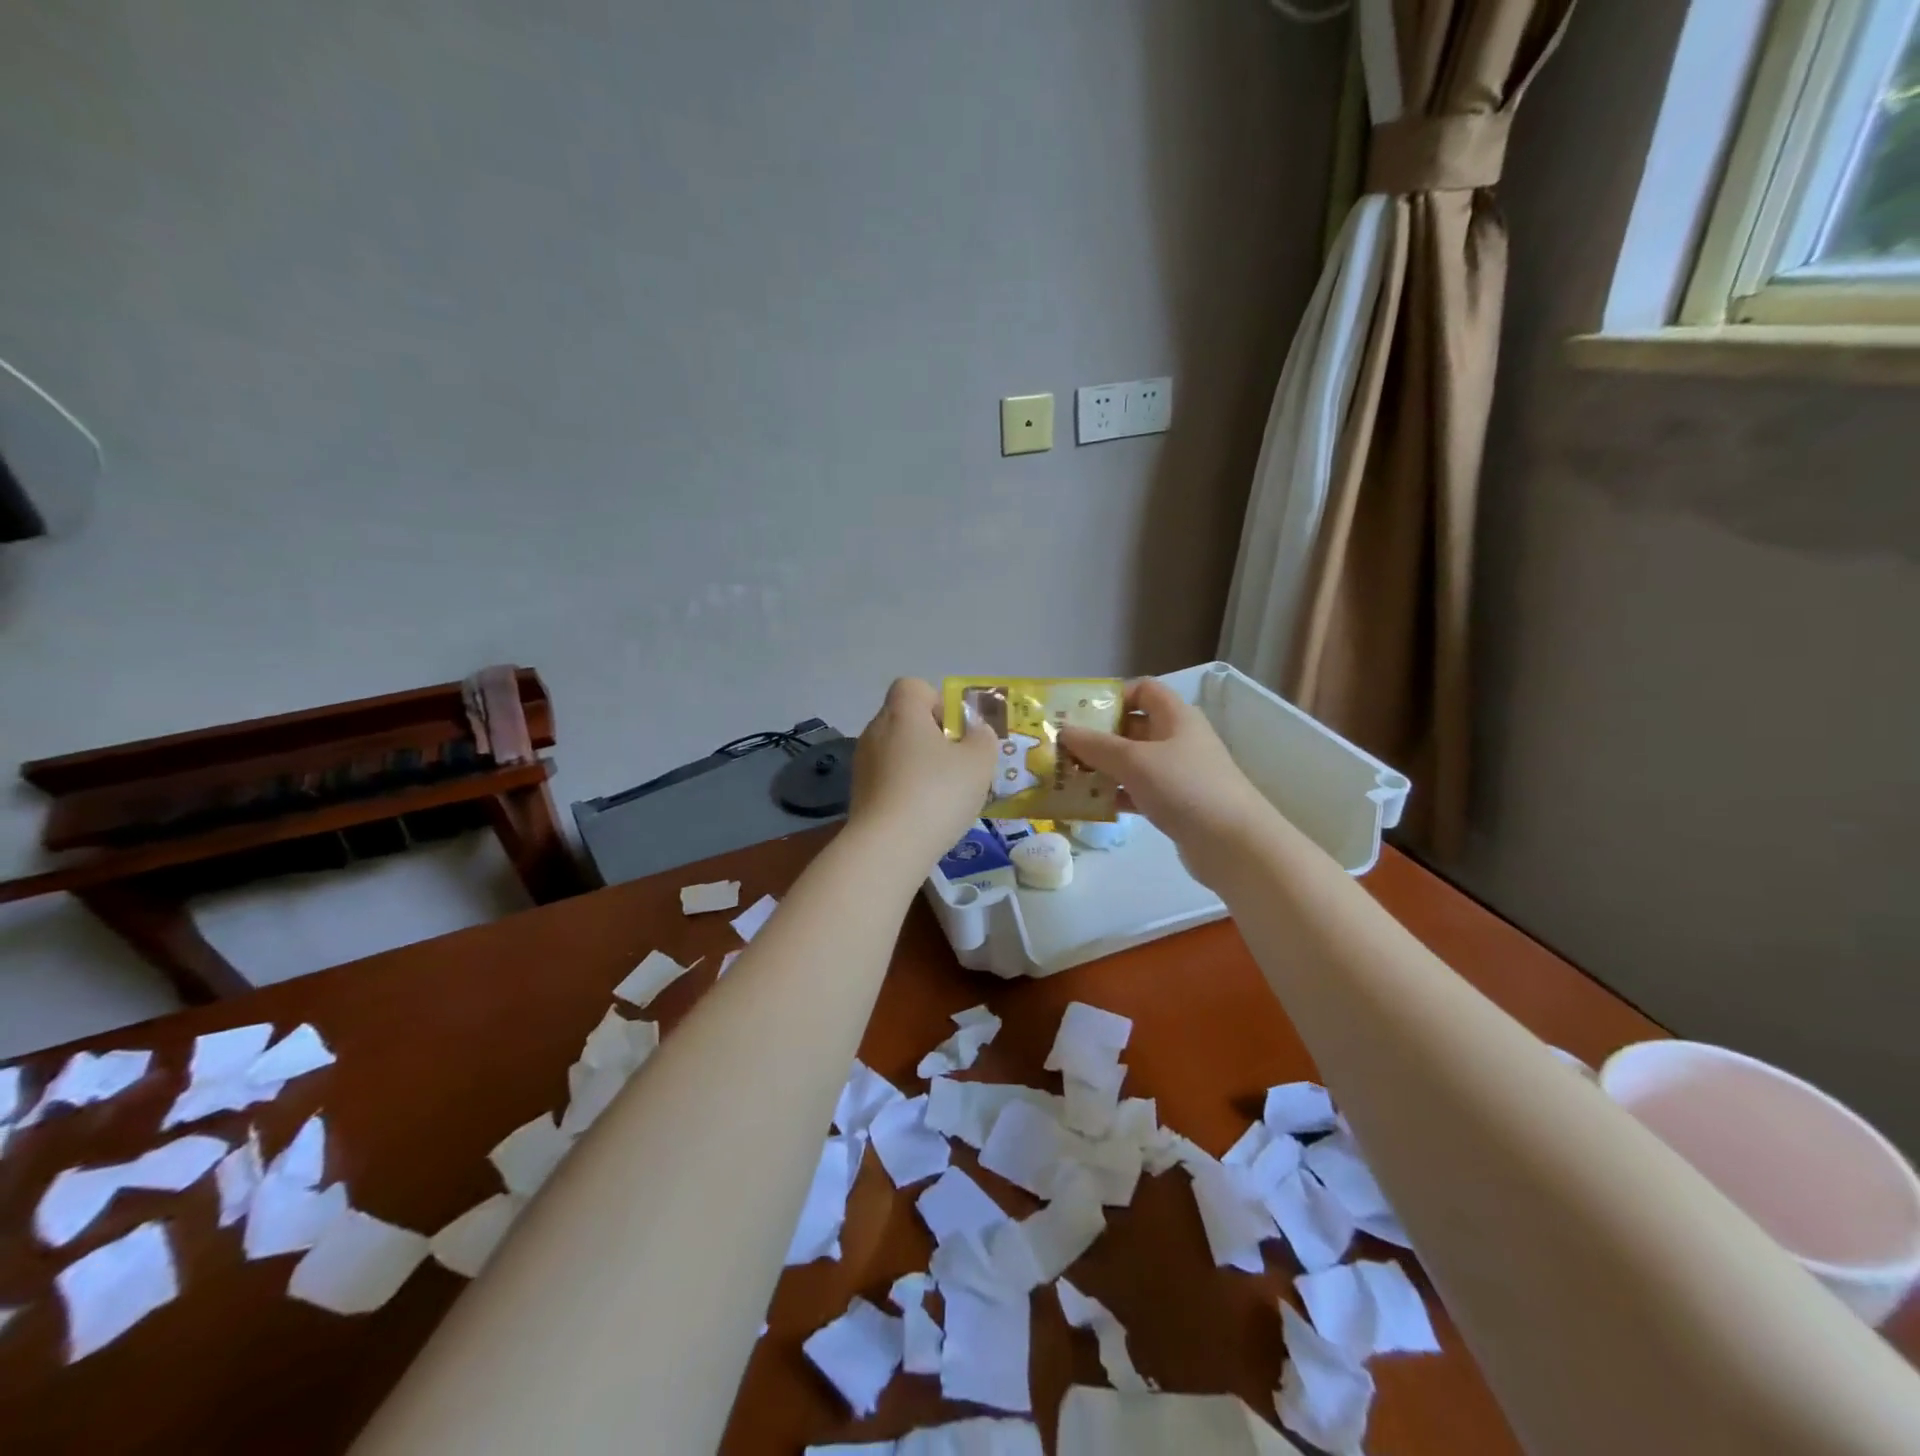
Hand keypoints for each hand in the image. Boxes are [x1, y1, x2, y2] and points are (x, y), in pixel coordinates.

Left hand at [847, 678, 998, 867]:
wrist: (889, 847)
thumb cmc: (938, 793)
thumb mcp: (979, 762)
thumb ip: (983, 738)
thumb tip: (976, 731)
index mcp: (902, 713)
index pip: (912, 686)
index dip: (937, 701)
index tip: (955, 730)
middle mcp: (875, 731)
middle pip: (905, 720)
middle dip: (931, 737)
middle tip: (957, 765)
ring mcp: (862, 764)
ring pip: (896, 752)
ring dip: (918, 766)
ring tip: (943, 795)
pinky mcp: (858, 795)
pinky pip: (887, 779)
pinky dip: (904, 789)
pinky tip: (923, 815)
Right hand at [1057, 678, 1277, 888]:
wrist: (1233, 844)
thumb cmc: (1184, 787)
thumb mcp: (1134, 761)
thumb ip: (1096, 745)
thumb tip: (1064, 731)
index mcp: (1175, 716)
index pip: (1143, 690)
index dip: (1112, 696)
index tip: (1081, 713)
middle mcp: (1177, 739)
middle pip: (1132, 727)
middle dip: (1097, 736)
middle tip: (1062, 748)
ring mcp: (1177, 773)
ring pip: (1132, 762)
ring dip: (1102, 768)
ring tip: (1066, 778)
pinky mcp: (1175, 803)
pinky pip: (1137, 791)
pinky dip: (1115, 794)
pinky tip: (1089, 805)